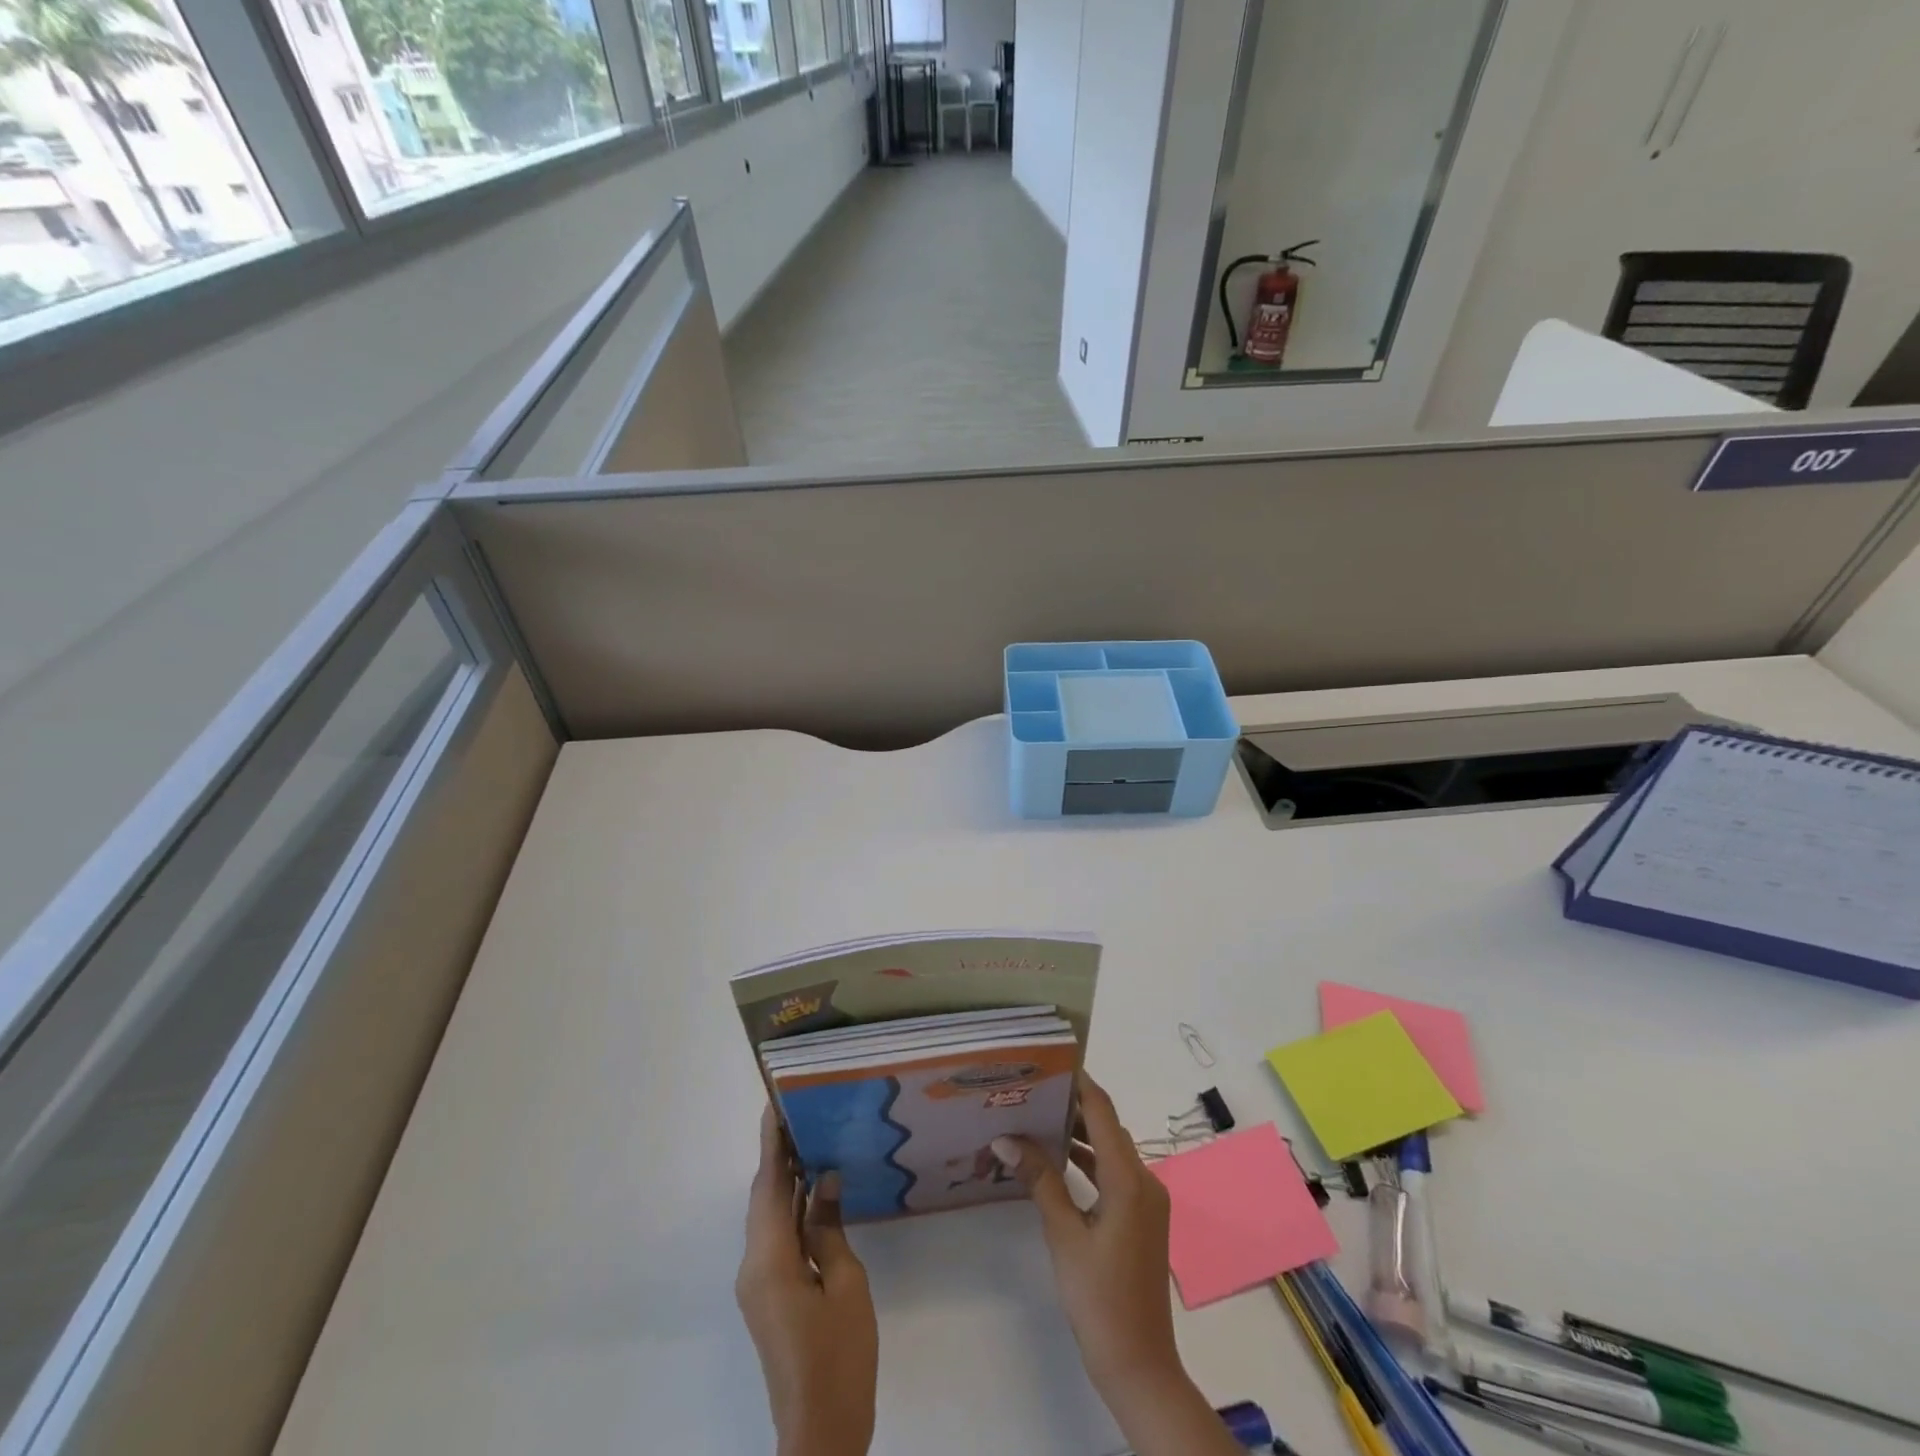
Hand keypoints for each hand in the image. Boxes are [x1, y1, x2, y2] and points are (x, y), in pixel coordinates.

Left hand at [736, 1106, 877, 1455]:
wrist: (820, 1432)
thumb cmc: (839, 1355)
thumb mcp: (845, 1284)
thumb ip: (830, 1229)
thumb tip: (825, 1180)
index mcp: (769, 1260)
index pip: (768, 1185)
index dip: (772, 1143)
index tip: (776, 1103)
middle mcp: (754, 1266)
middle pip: (763, 1198)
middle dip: (779, 1155)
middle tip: (802, 1113)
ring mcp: (757, 1284)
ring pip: (768, 1217)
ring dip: (784, 1181)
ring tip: (810, 1140)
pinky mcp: (768, 1296)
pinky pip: (774, 1238)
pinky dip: (789, 1209)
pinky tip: (812, 1193)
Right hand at [992, 1073, 1241, 1455]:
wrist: (1139, 1366)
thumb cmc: (1099, 1298)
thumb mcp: (1063, 1235)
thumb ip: (1040, 1180)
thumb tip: (1008, 1138)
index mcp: (1129, 1178)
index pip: (1103, 1112)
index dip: (1080, 1083)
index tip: (1051, 1061)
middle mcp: (1144, 1181)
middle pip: (1108, 1128)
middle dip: (1074, 1106)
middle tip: (1035, 1089)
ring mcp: (1146, 1201)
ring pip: (1111, 1152)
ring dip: (1080, 1136)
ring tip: (1039, 1118)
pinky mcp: (1141, 1219)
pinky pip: (1114, 1175)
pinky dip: (1089, 1163)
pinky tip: (1058, 1163)